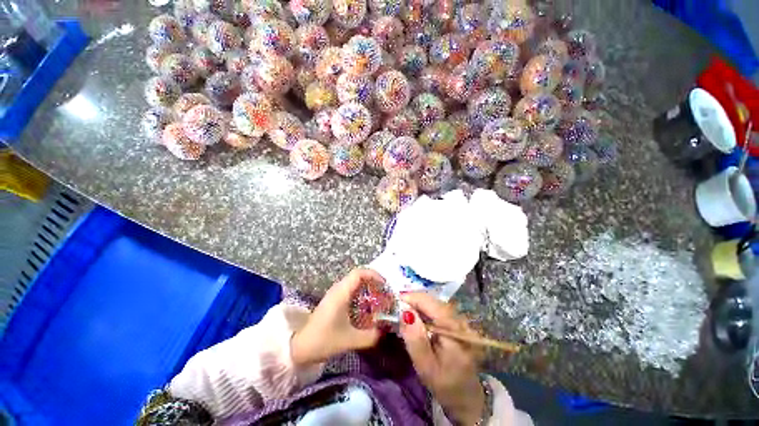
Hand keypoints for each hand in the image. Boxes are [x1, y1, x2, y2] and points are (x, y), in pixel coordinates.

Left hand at [290, 268, 384, 366]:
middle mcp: (338, 289)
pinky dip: (361, 292)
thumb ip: (370, 336)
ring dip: (367, 287)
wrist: (300, 347)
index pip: (359, 273)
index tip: (385, 285)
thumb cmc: (324, 340)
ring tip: (378, 298)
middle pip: (358, 275)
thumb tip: (385, 331)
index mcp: (341, 293)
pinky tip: (366, 306)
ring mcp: (334, 294)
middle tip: (384, 293)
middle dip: (373, 281)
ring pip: (354, 282)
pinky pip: (350, 289)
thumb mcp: (350, 340)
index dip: (373, 275)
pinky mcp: (333, 300)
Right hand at [399, 292, 485, 424]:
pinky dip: (425, 312)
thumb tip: (404, 312)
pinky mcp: (458, 324)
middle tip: (396, 309)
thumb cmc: (446, 385)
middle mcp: (459, 319)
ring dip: (418, 305)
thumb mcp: (426, 366)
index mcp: (453, 328)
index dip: (410, 298)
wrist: (468, 399)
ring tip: (404, 314)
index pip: (429, 302)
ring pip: (435, 304)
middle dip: (413, 301)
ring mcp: (461, 321)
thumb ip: (415, 339)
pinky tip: (417, 320)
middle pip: (432, 300)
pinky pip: (438, 311)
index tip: (394, 302)